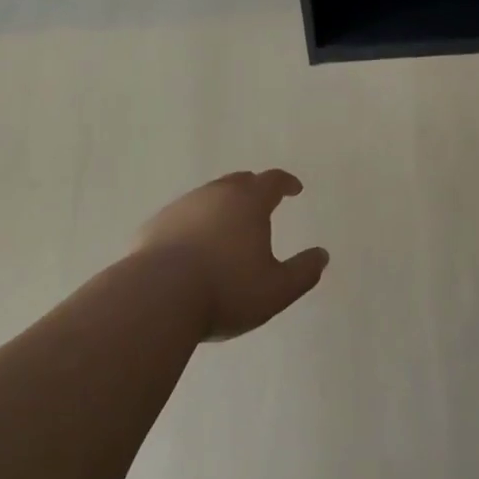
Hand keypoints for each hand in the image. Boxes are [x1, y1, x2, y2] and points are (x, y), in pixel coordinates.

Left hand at [135, 170, 327, 340]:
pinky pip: (182, 217)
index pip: (272, 181)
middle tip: (261, 203)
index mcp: (249, 202)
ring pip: (208, 197)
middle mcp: (215, 194)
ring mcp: (182, 207)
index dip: (286, 183)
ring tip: (227, 227)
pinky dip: (194, 224)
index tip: (294, 188)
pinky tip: (192, 247)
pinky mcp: (155, 225)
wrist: (156, 298)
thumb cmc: (225, 290)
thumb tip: (322, 255)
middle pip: (239, 181)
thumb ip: (303, 272)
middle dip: (253, 189)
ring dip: (222, 206)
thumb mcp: (276, 290)